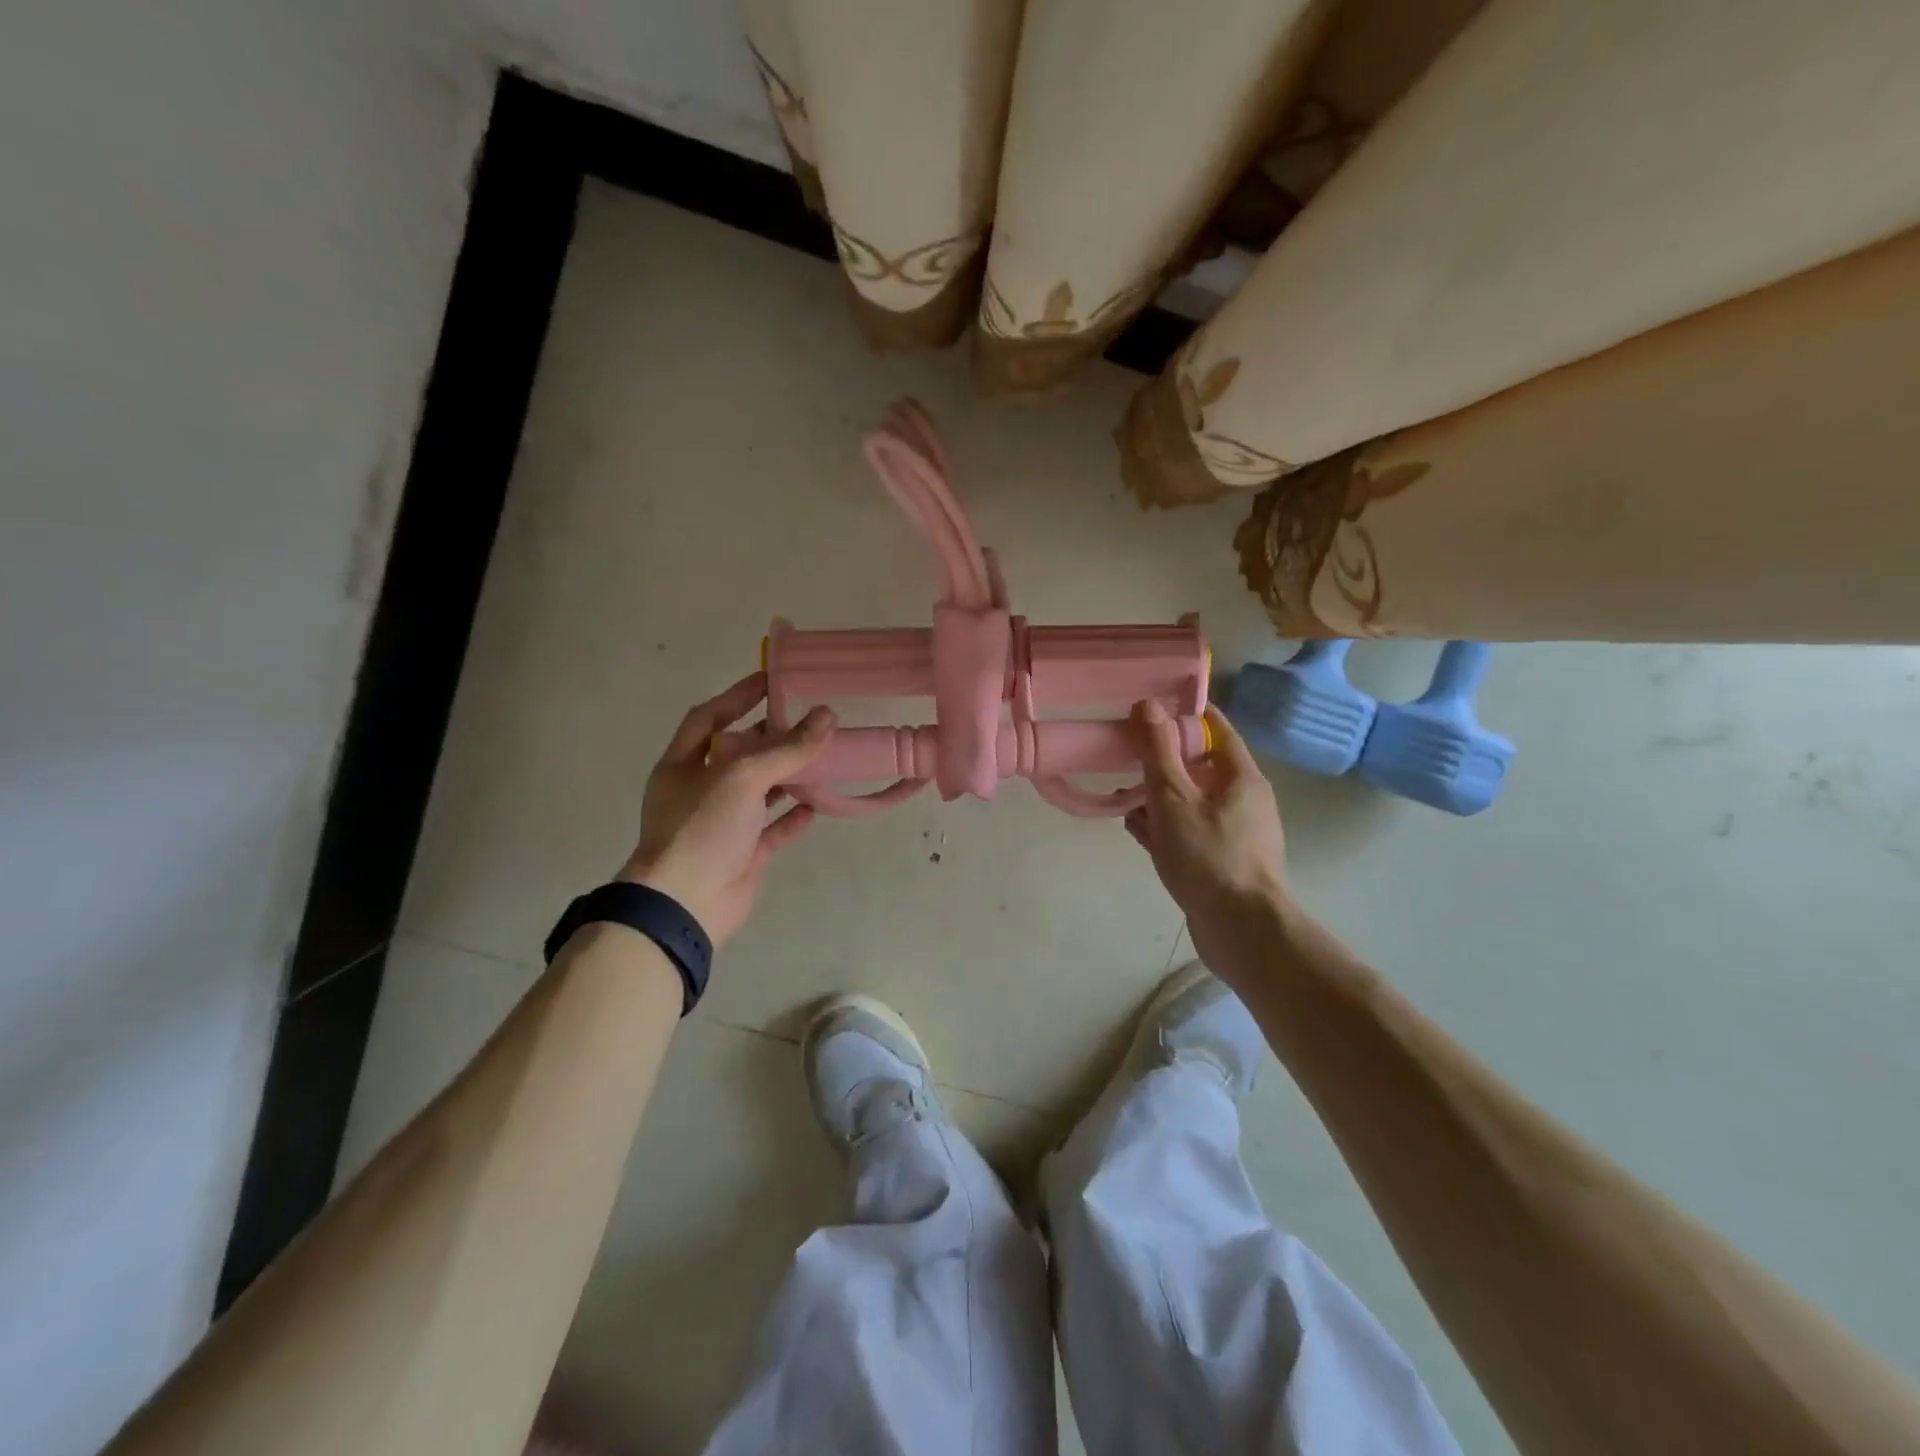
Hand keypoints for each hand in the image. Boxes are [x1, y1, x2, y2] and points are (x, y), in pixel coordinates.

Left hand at [620, 672, 834, 944]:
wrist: (686, 905)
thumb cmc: (702, 828)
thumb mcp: (742, 777)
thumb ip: (787, 748)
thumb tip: (828, 716)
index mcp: (684, 764)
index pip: (710, 717)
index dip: (738, 696)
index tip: (773, 679)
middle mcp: (700, 790)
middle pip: (739, 753)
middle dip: (771, 736)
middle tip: (809, 718)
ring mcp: (722, 824)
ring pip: (759, 791)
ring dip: (787, 775)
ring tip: (822, 755)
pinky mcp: (743, 854)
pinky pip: (772, 830)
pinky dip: (793, 816)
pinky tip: (817, 805)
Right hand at [1125, 699, 1291, 931]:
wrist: (1241, 930)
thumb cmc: (1208, 856)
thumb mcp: (1174, 797)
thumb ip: (1158, 751)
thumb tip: (1148, 704)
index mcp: (1240, 777)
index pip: (1216, 728)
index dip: (1184, 714)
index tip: (1150, 709)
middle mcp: (1243, 800)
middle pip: (1199, 766)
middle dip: (1161, 761)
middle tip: (1125, 758)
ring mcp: (1234, 833)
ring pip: (1190, 801)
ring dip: (1157, 797)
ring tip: (1122, 800)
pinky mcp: (1222, 861)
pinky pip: (1189, 831)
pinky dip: (1164, 826)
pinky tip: (1136, 831)